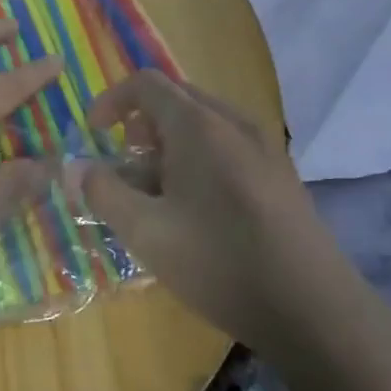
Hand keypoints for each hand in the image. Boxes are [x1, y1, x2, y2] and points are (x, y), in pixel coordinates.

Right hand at [76, 71, 356, 348]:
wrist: (312, 307)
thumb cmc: (219, 262)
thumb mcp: (145, 232)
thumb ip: (103, 193)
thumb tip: (77, 168)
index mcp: (198, 125)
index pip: (146, 83)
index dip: (111, 101)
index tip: (93, 134)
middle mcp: (234, 123)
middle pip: (176, 100)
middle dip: (139, 127)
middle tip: (123, 168)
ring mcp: (264, 148)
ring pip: (203, 126)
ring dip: (168, 147)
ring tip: (154, 196)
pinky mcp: (280, 175)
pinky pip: (227, 147)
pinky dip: (197, 161)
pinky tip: (194, 211)